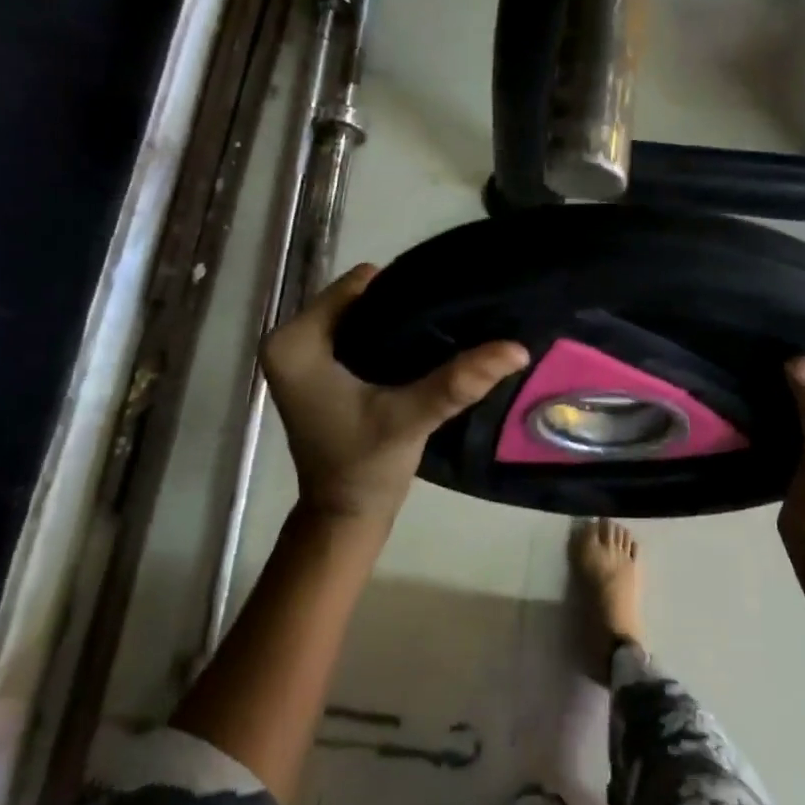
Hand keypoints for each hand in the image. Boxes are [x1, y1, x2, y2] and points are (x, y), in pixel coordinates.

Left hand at [261, 264, 528, 524]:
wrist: (345, 517)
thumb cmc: (366, 467)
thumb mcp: (412, 417)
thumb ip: (459, 381)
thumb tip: (517, 347)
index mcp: (293, 342)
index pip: (357, 287)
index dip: (403, 291)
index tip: (446, 302)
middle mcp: (288, 340)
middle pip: (358, 300)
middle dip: (402, 307)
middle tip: (450, 318)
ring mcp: (299, 356)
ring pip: (360, 317)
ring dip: (398, 324)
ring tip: (441, 330)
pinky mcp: (315, 371)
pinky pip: (356, 336)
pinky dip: (386, 341)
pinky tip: (420, 350)